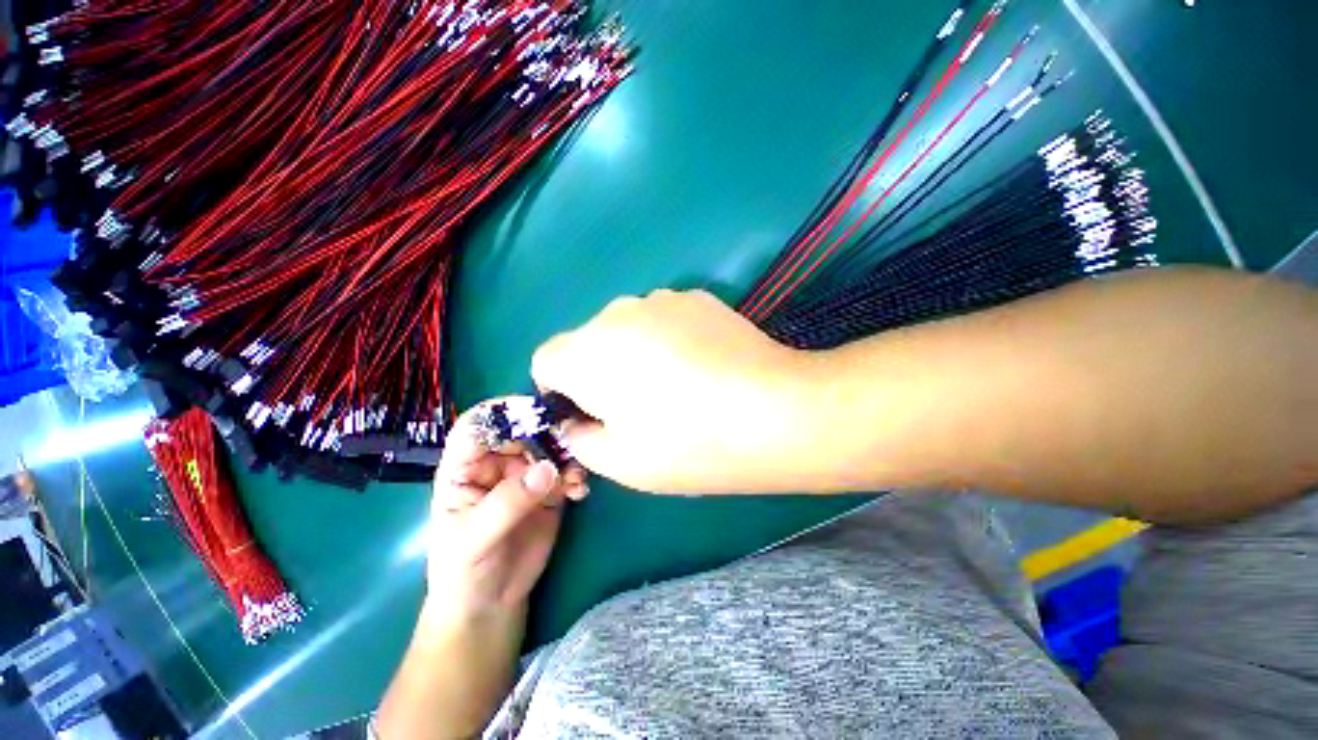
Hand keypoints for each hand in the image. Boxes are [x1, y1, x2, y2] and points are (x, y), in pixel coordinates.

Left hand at [425, 401, 587, 619]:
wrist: (490, 605)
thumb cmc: (463, 571)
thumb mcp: (473, 538)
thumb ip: (508, 502)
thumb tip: (547, 468)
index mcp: (466, 467)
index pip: (477, 425)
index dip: (500, 411)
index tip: (533, 410)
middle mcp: (498, 464)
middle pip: (522, 431)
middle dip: (547, 432)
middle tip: (571, 440)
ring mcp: (526, 475)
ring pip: (550, 447)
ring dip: (568, 454)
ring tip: (576, 476)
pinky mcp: (550, 490)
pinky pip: (567, 471)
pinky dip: (577, 475)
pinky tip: (580, 492)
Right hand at [532, 289, 820, 492]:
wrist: (774, 410)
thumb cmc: (689, 443)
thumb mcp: (620, 461)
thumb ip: (580, 439)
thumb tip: (577, 421)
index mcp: (587, 352)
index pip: (546, 360)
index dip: (559, 391)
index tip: (588, 414)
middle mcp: (616, 313)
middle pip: (588, 343)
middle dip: (598, 373)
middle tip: (637, 407)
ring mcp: (661, 299)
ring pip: (627, 329)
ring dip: (634, 354)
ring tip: (676, 386)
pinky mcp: (696, 297)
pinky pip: (663, 320)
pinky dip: (667, 340)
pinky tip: (702, 366)